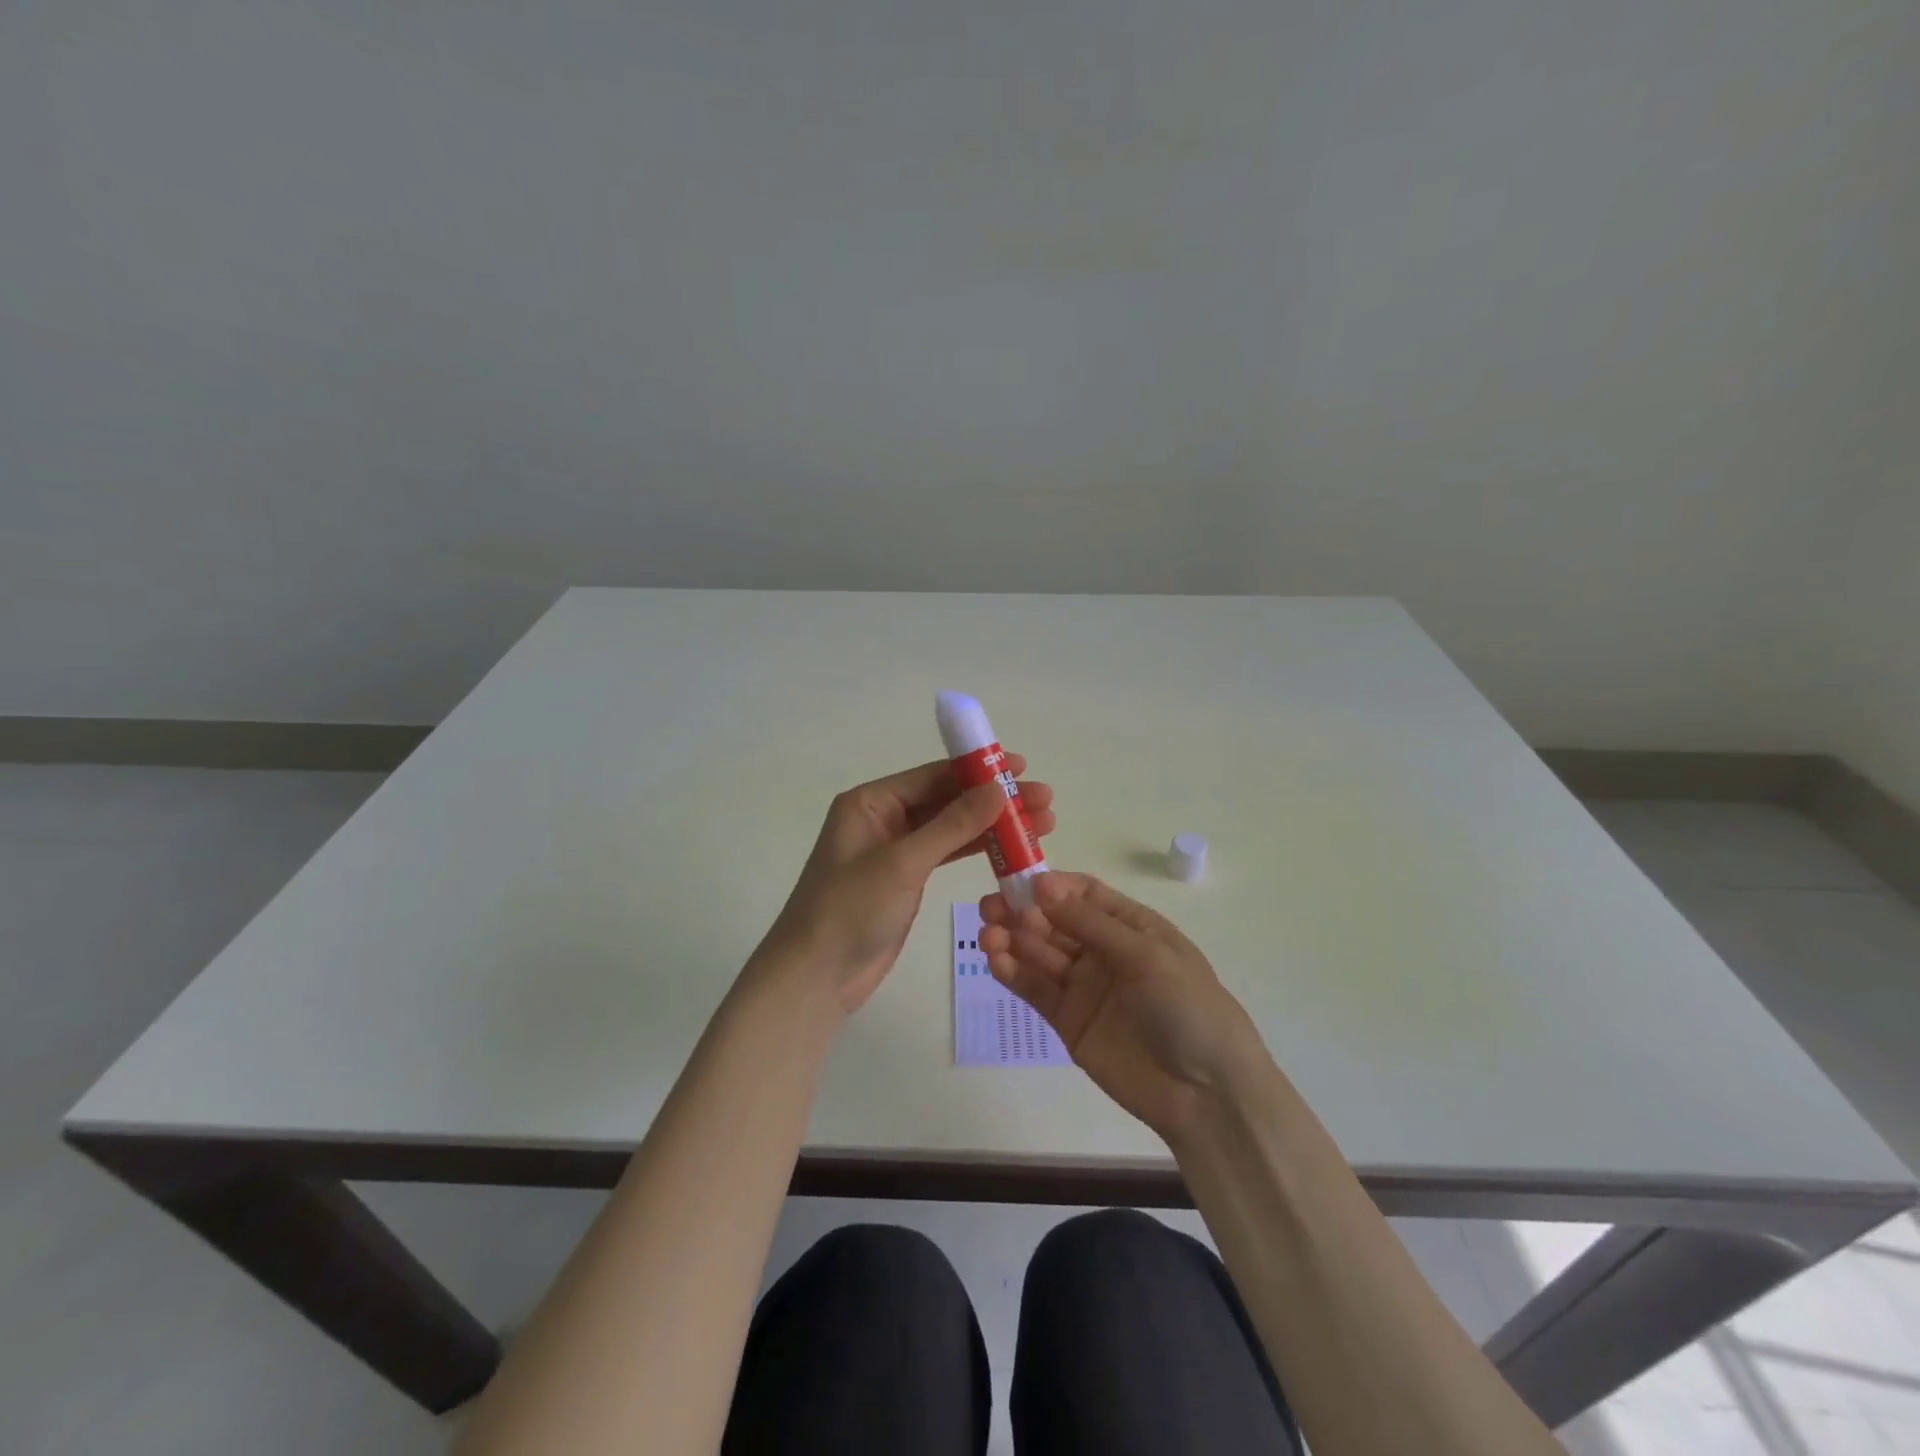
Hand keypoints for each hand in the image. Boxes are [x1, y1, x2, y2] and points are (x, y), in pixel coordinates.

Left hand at [760, 757, 1055, 1015]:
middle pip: (947, 800)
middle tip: (1045, 801)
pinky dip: (978, 850)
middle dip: (994, 800)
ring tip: (1042, 823)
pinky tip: (1012, 849)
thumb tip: (998, 788)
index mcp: (871, 802)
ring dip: (992, 826)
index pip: (933, 776)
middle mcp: (883, 818)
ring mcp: (896, 850)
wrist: (816, 977)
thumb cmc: (850, 910)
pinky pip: (948, 854)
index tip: (1023, 768)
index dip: (979, 770)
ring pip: (952, 828)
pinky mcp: (907, 879)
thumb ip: (952, 825)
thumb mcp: (903, 862)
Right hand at [980, 872, 1265, 1140]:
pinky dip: (1013, 973)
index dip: (1053, 886)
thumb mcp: (1147, 956)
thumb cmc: (1188, 1008)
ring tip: (987, 933)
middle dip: (1023, 911)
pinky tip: (995, 960)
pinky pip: (1036, 990)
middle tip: (990, 907)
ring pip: (1040, 953)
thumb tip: (1043, 885)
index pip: (1085, 894)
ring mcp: (1085, 987)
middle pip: (1055, 921)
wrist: (1207, 1094)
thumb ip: (1091, 924)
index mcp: (1132, 927)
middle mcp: (1104, 951)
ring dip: (1012, 940)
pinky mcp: (1068, 1021)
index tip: (1021, 882)